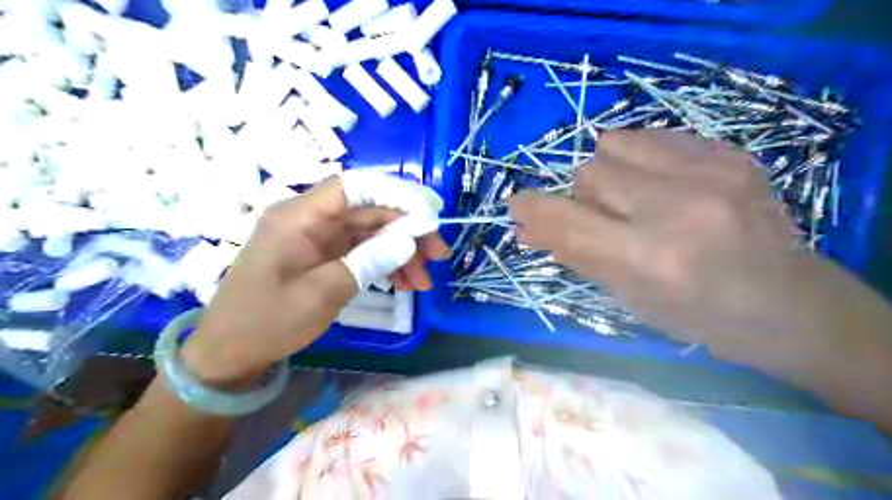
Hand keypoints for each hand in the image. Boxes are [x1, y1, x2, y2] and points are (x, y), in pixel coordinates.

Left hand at [181, 172, 449, 386]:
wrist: (230, 352)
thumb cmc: (268, 321)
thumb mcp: (323, 293)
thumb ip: (368, 261)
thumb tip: (409, 241)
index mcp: (300, 216)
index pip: (355, 186)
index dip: (396, 193)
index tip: (430, 214)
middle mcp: (310, 219)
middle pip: (369, 211)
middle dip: (407, 230)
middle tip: (438, 255)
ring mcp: (317, 237)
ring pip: (370, 232)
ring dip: (400, 251)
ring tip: (423, 280)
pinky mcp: (322, 255)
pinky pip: (361, 250)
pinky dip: (384, 263)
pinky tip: (403, 282)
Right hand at [509, 129, 809, 362]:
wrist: (790, 305)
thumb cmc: (697, 316)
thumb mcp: (628, 297)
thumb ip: (575, 254)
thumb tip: (526, 228)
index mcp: (651, 259)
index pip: (569, 221)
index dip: (534, 209)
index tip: (517, 204)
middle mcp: (678, 208)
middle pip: (590, 172)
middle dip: (584, 197)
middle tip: (607, 218)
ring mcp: (710, 173)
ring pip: (617, 143)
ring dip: (610, 171)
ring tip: (634, 195)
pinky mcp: (730, 154)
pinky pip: (654, 136)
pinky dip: (641, 157)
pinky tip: (662, 183)